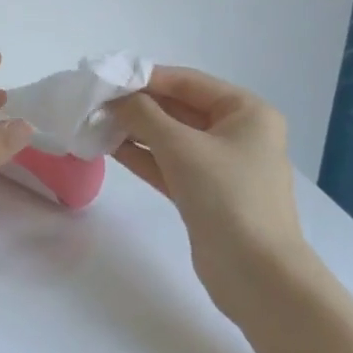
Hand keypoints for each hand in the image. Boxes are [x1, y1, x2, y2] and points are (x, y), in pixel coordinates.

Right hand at [108, 67, 323, 328]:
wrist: (257, 275)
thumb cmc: (227, 196)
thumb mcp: (181, 147)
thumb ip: (144, 115)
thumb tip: (115, 100)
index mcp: (246, 112)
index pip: (188, 82)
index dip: (146, 77)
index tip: (107, 78)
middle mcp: (238, 133)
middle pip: (179, 108)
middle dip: (138, 106)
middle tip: (95, 103)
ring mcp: (222, 166)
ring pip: (172, 138)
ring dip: (136, 131)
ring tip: (96, 123)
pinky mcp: (206, 194)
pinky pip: (170, 164)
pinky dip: (143, 156)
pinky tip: (110, 148)